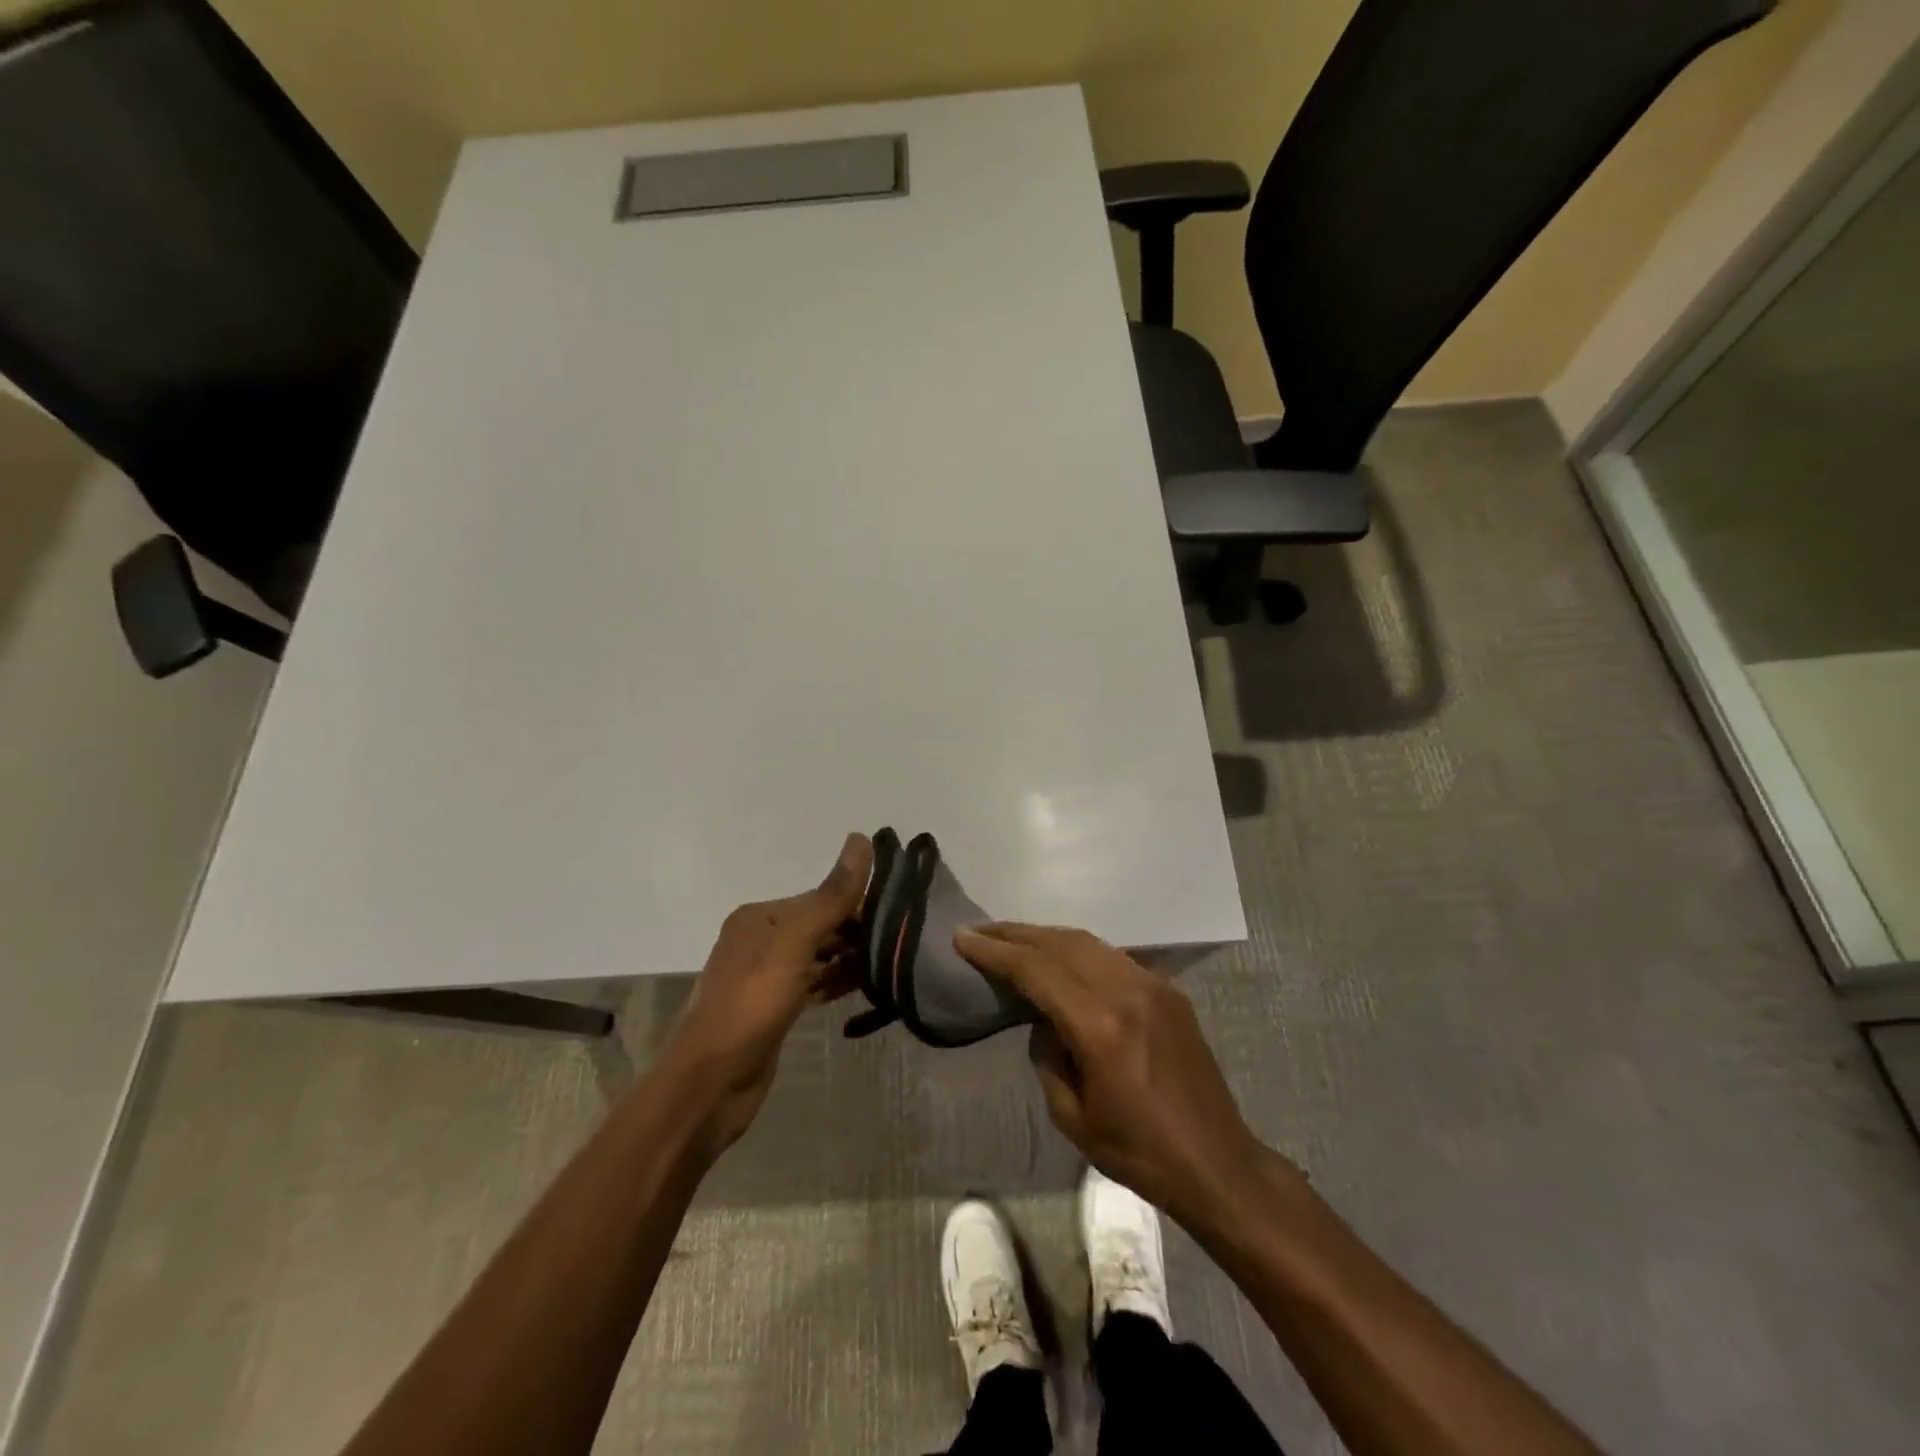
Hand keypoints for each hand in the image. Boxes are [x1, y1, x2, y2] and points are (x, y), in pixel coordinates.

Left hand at [663, 832, 872, 1153]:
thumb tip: (861, 838)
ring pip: (818, 956)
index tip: (899, 915)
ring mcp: (765, 977)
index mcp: (759, 917)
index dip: (858, 904)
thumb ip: (831, 898)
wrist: (710, 1085)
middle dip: (855, 932)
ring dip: (849, 958)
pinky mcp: (773, 1009)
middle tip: (900, 943)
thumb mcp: (794, 946)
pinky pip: (812, 983)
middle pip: (819, 925)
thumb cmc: (751, 1005)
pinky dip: (835, 982)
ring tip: (890, 965)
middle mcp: (760, 940)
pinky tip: (863, 988)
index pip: (820, 898)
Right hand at [955, 923, 1270, 1228]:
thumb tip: (1043, 1021)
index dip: (996, 952)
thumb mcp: (1073, 1118)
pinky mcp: (1168, 991)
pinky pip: (1112, 957)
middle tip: (981, 931)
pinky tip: (1060, 958)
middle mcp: (1127, 991)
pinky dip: (1078, 950)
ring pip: (1088, 943)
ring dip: (1046, 937)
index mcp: (1101, 1026)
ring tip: (1013, 940)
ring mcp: (1153, 985)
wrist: (1218, 1162)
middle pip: (1061, 943)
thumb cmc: (1139, 1153)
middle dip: (1016, 933)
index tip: (963, 938)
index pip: (1037, 970)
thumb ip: (1048, 1058)